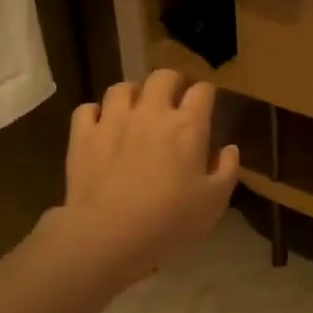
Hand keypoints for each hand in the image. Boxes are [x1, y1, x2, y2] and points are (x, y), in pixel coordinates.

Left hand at [50, 69, 241, 288]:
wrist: (109, 235)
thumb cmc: (170, 221)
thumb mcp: (214, 203)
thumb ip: (226, 171)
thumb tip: (230, 148)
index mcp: (187, 126)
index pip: (202, 91)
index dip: (206, 93)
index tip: (207, 103)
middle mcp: (150, 113)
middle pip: (162, 77)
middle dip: (172, 82)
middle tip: (174, 99)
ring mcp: (113, 121)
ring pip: (122, 88)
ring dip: (133, 94)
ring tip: (136, 108)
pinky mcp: (82, 135)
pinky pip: (87, 110)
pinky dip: (96, 113)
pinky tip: (101, 126)